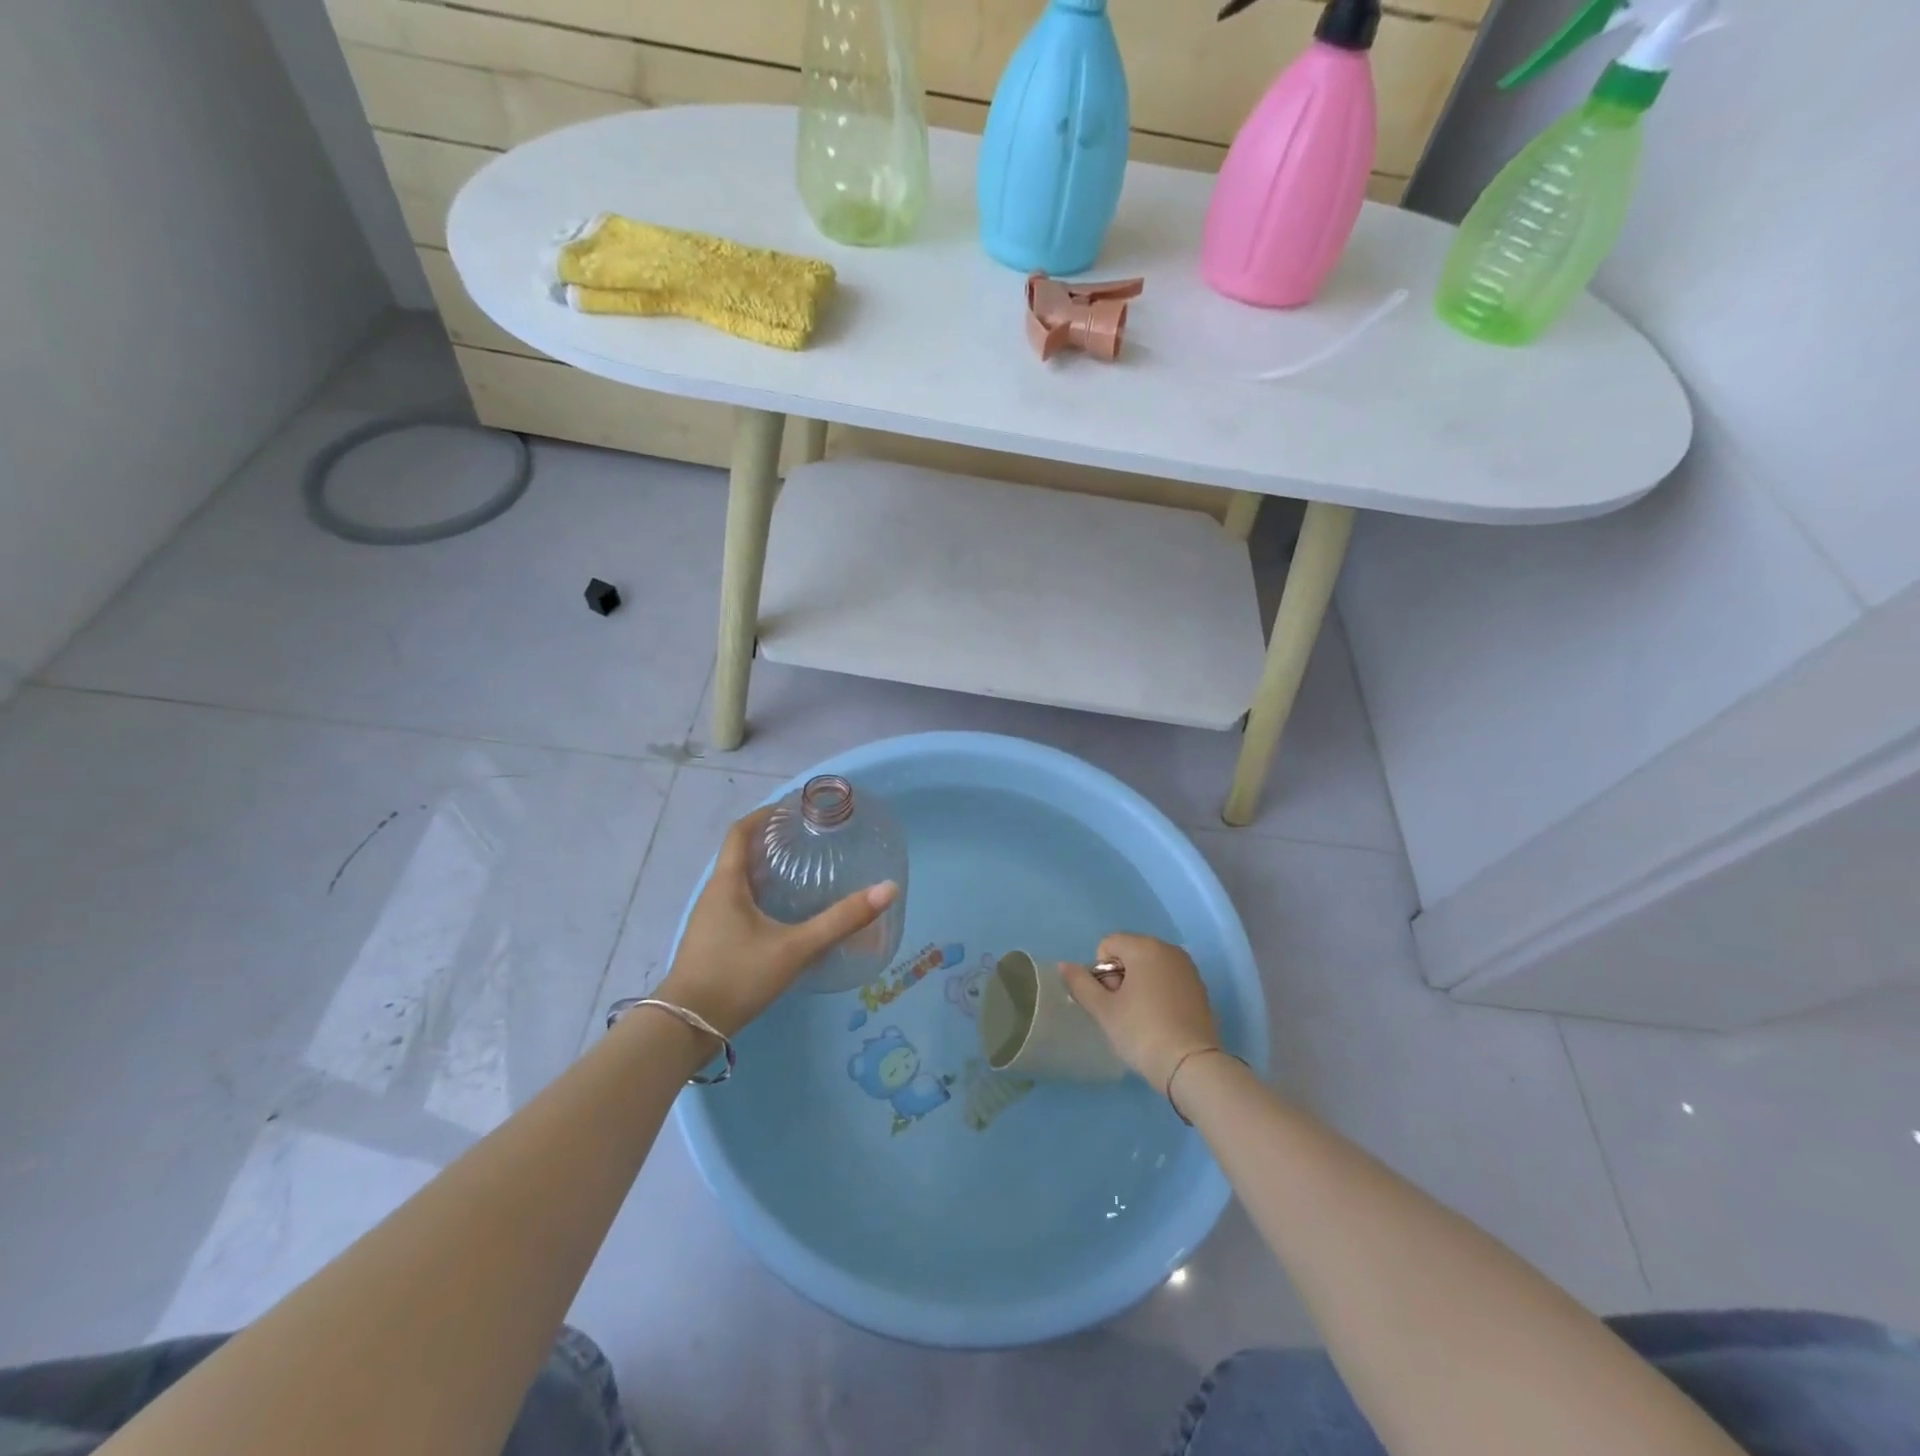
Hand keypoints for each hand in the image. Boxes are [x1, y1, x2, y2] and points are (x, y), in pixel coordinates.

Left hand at [655, 808, 897, 1037]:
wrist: (686, 1028)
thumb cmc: (737, 976)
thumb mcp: (795, 948)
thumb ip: (840, 920)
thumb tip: (887, 889)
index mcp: (727, 883)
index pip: (741, 831)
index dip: (766, 814)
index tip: (795, 807)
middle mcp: (715, 894)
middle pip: (742, 854)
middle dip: (772, 841)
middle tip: (809, 837)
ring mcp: (711, 919)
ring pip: (740, 881)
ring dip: (767, 868)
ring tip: (803, 868)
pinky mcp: (714, 941)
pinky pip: (739, 903)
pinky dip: (762, 895)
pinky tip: (785, 912)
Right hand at [1062, 933, 1220, 1092]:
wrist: (1191, 1066)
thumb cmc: (1141, 1032)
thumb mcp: (1103, 1010)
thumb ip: (1080, 983)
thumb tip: (1063, 965)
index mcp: (1145, 947)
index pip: (1108, 944)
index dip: (1101, 972)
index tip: (1110, 1000)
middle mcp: (1169, 949)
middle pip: (1129, 953)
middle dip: (1120, 977)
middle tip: (1124, 1011)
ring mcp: (1188, 968)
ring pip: (1150, 967)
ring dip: (1139, 985)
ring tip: (1142, 1017)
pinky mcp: (1200, 988)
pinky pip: (1169, 980)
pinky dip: (1159, 993)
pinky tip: (1161, 1021)